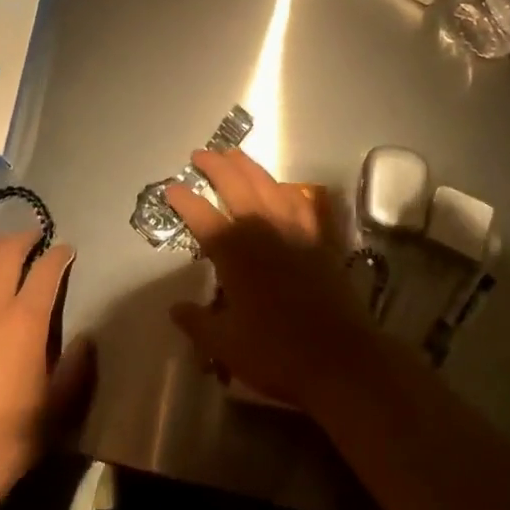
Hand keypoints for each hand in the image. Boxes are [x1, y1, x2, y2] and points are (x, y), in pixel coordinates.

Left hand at [0, 229, 94, 478]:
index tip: (66, 250)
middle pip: (7, 255)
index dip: (59, 254)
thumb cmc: (12, 435)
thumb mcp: (58, 404)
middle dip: (23, 239)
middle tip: (33, 236)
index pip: (47, 270)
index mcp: (28, 319)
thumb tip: (85, 339)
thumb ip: (76, 367)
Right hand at [164, 149, 381, 410]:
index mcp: (235, 253)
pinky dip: (287, 189)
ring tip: (234, 154)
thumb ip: (197, 323)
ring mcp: (294, 228)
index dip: (184, 201)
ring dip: (248, 166)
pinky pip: (301, 202)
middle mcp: (263, 230)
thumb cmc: (276, 352)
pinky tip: (282, 185)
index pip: (203, 217)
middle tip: (200, 153)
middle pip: (236, 185)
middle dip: (216, 166)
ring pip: (268, 184)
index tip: (171, 188)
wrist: (339, 357)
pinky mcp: (319, 237)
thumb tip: (175, 309)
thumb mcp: (226, 346)